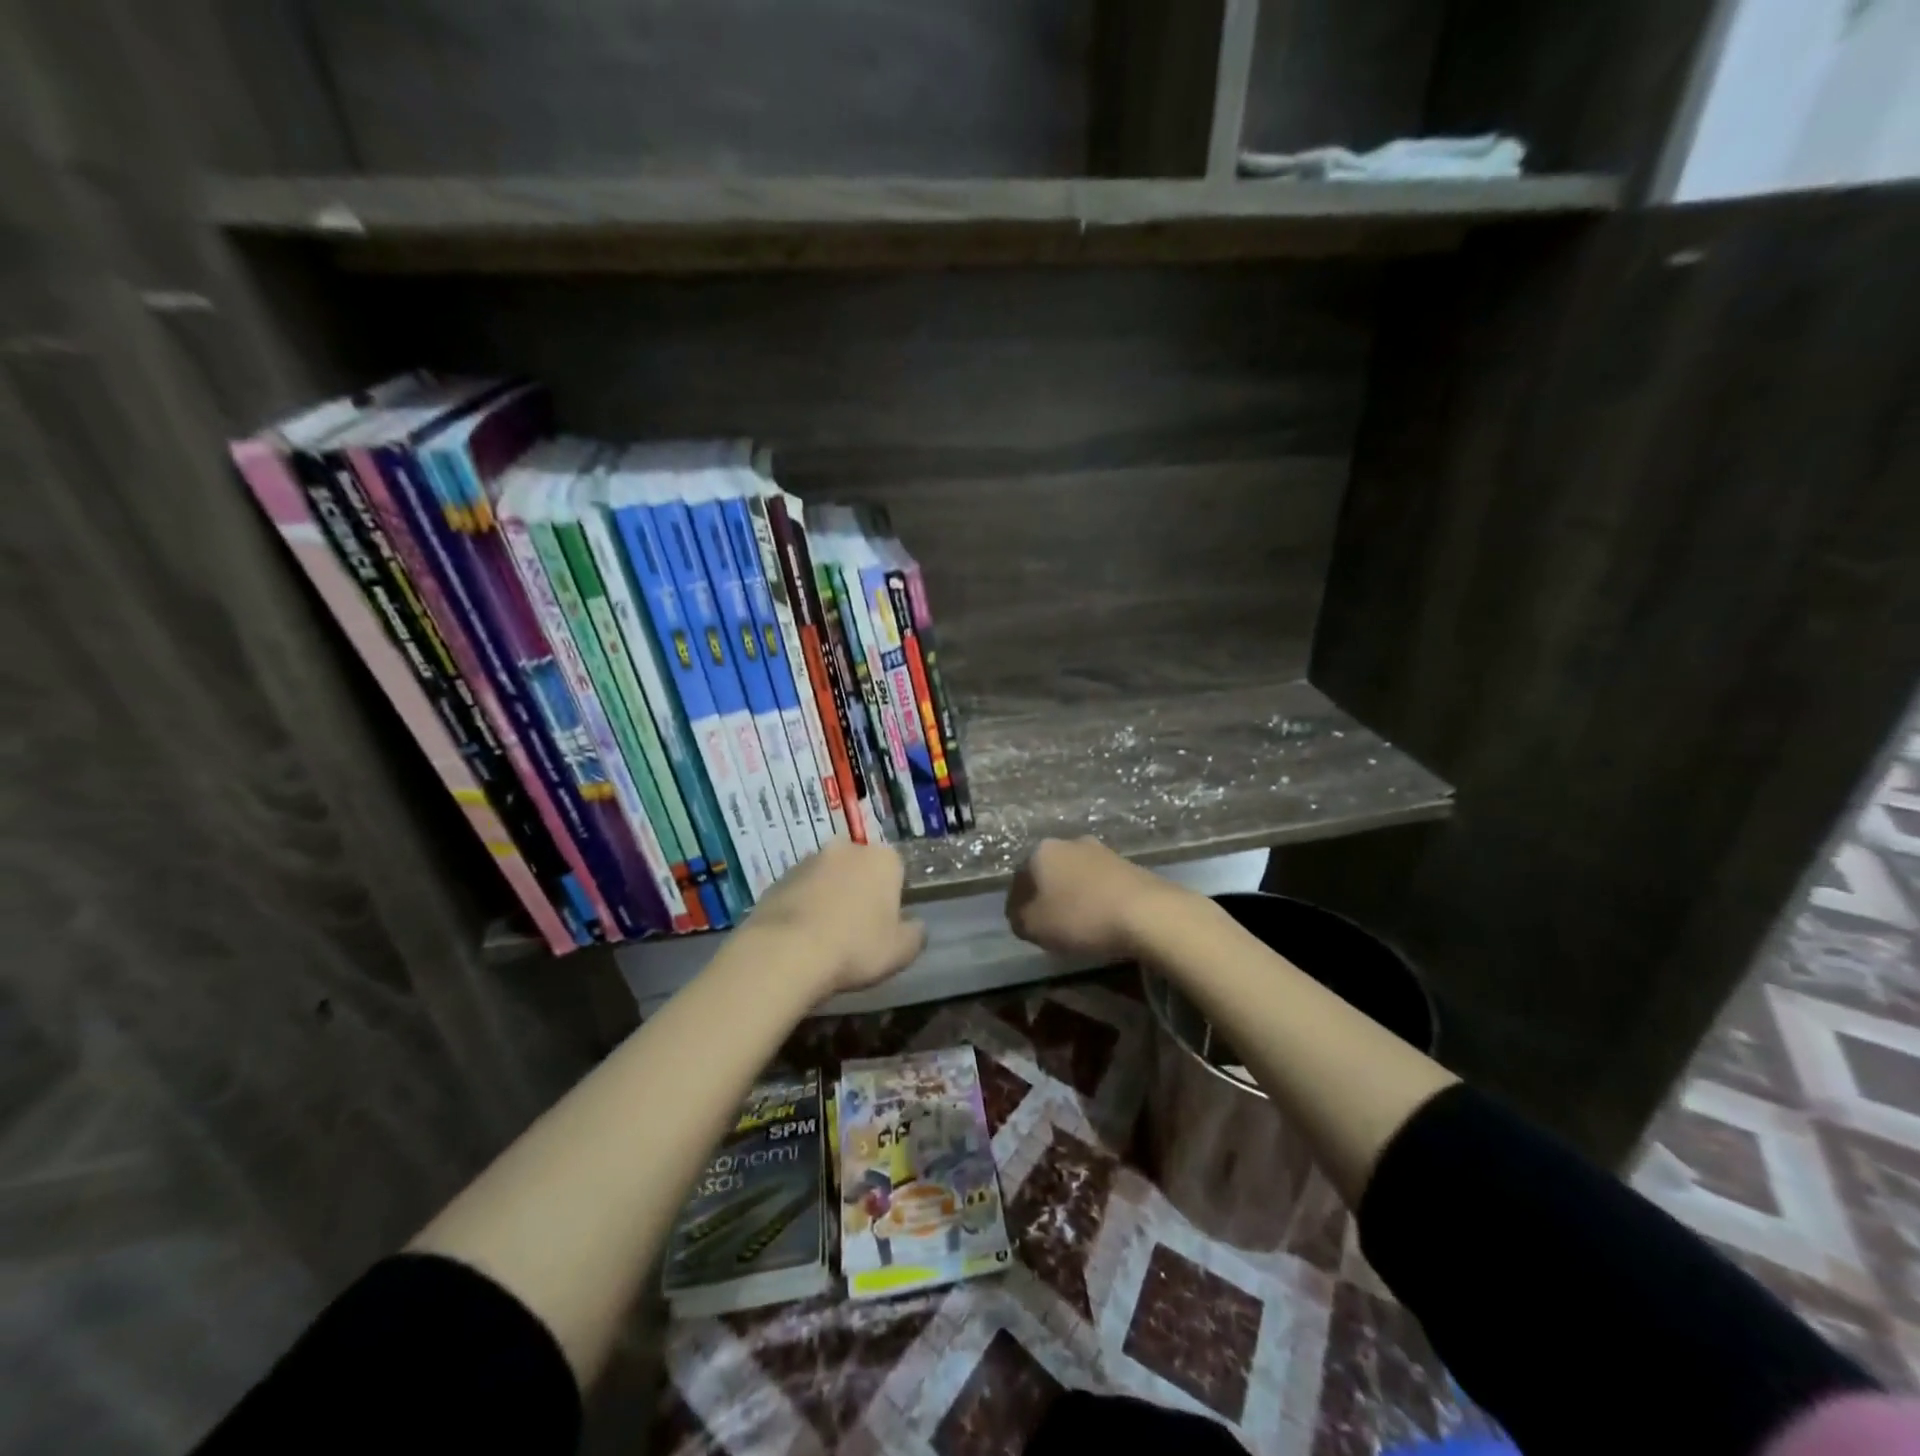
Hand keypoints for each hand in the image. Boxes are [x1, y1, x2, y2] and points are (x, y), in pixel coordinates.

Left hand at [747, 839, 926, 997]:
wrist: (786, 952)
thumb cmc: (855, 947)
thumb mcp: (901, 951)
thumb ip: (915, 934)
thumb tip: (915, 925)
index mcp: (882, 859)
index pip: (896, 869)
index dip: (892, 897)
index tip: (885, 924)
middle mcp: (846, 848)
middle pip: (860, 868)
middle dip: (860, 890)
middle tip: (856, 929)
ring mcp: (808, 860)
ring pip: (827, 877)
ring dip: (829, 896)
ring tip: (824, 936)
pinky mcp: (778, 878)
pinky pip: (800, 891)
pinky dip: (803, 907)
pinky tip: (800, 938)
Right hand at [1005, 838, 1192, 962]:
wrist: (1147, 912)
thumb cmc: (1081, 917)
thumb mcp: (1034, 927)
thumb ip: (1018, 919)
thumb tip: (1019, 915)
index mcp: (1041, 852)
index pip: (1018, 878)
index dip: (1016, 904)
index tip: (1022, 925)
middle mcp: (1069, 843)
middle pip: (1048, 872)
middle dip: (1045, 895)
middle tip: (1047, 924)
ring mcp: (1101, 851)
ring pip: (1075, 875)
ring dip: (1072, 895)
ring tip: (1076, 924)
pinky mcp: (1127, 864)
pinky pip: (1099, 883)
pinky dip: (1094, 899)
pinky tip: (1100, 919)